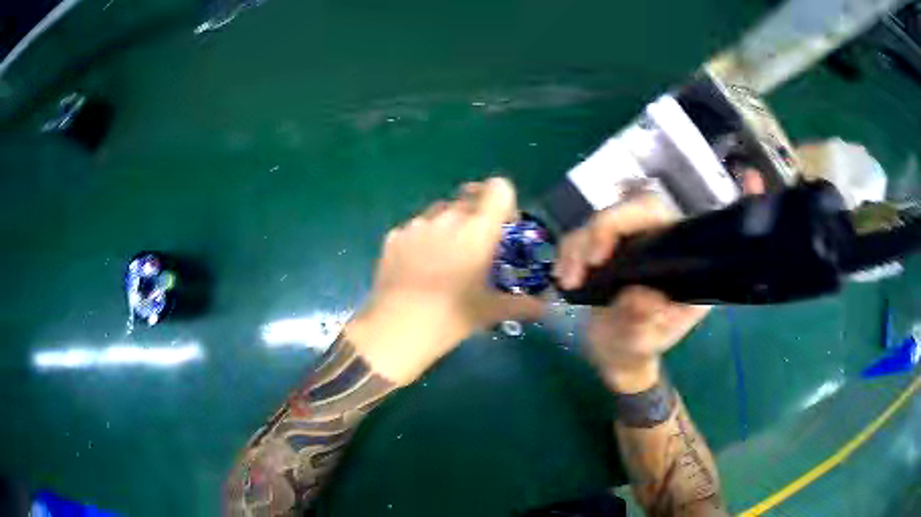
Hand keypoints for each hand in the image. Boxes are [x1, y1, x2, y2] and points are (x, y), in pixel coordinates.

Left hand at [347, 177, 544, 384]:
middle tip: (474, 249)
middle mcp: (448, 217)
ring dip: (447, 227)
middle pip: (468, 199)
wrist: (397, 328)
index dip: (504, 201)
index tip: (502, 225)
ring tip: (443, 260)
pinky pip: (415, 228)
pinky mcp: (393, 236)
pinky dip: (421, 240)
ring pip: (439, 213)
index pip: (498, 187)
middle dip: (475, 217)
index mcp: (478, 229)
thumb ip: (523, 305)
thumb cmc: (452, 317)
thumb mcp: (491, 311)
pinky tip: (417, 268)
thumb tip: (546, 308)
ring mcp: (417, 225)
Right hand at [553, 194, 709, 392]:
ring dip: (575, 247)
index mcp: (677, 255)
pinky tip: (562, 277)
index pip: (655, 213)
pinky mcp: (605, 250)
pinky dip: (566, 255)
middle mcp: (655, 239)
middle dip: (595, 233)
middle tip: (576, 270)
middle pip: (624, 210)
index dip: (625, 220)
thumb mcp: (642, 343)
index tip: (599, 256)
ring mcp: (628, 243)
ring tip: (566, 281)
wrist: (618, 356)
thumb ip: (643, 324)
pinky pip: (580, 238)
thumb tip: (640, 296)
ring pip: (597, 222)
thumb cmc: (638, 349)